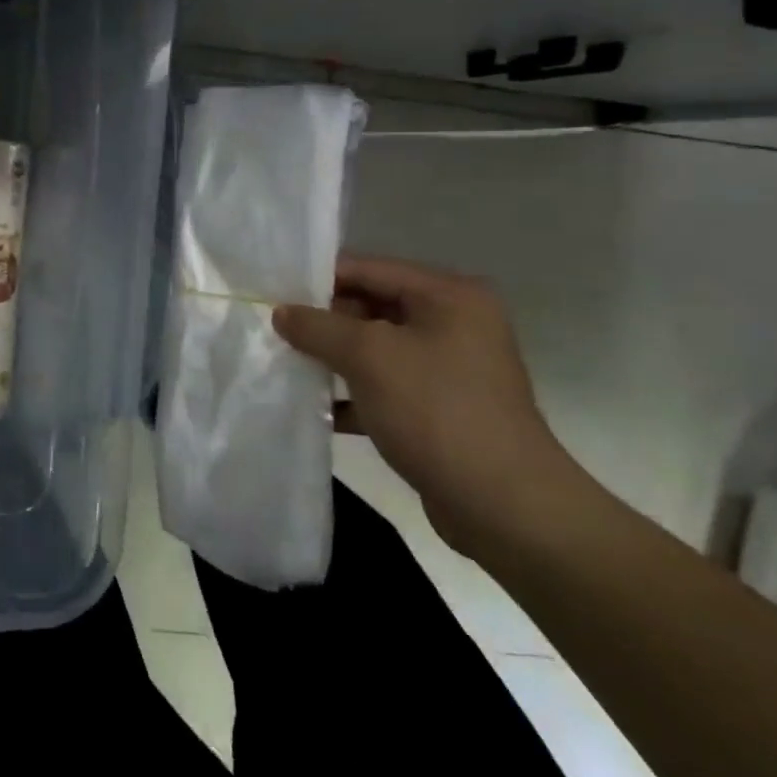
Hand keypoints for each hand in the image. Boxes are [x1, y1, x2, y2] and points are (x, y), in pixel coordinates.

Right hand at [273, 255, 583, 553]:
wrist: (505, 507)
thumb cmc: (437, 412)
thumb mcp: (369, 357)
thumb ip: (318, 327)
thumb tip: (282, 312)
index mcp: (448, 296)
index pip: (368, 269)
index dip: (317, 278)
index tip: (271, 291)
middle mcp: (453, 324)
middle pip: (370, 307)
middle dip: (322, 321)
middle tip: (271, 329)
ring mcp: (448, 369)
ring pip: (374, 350)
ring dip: (331, 359)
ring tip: (281, 363)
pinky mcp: (438, 410)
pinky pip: (383, 387)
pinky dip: (350, 394)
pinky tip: (311, 407)